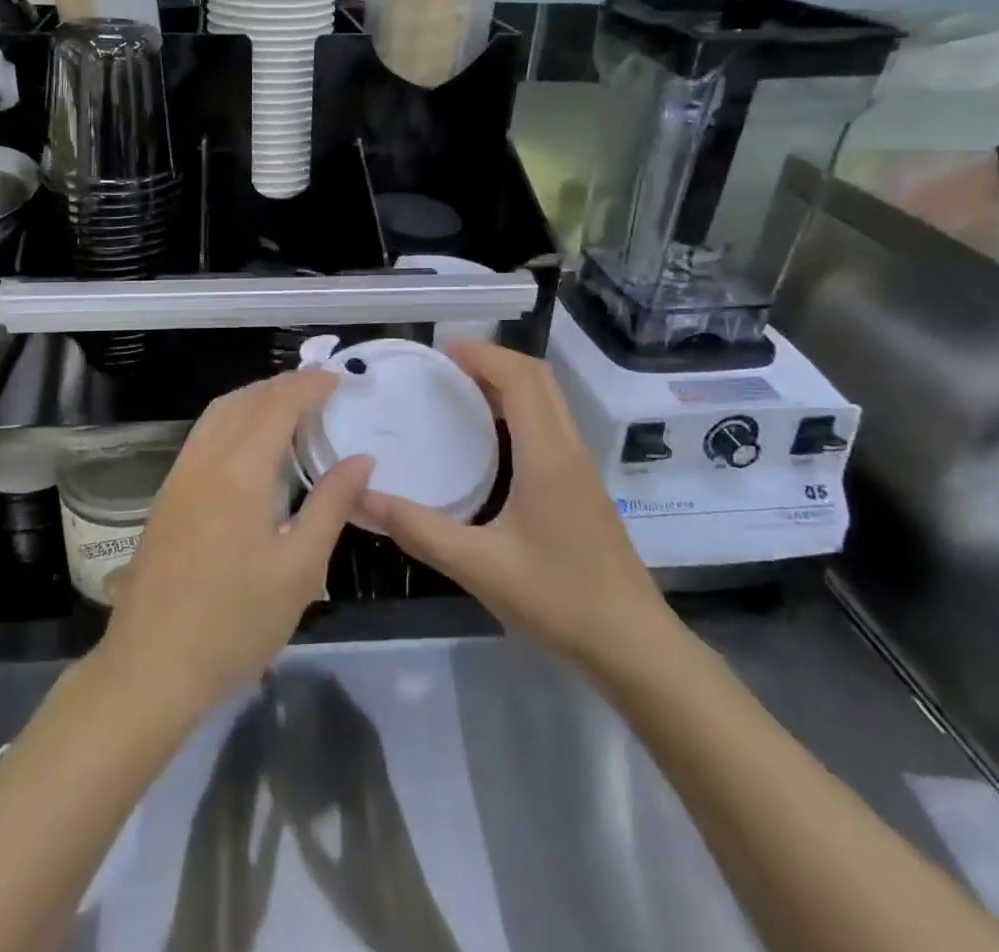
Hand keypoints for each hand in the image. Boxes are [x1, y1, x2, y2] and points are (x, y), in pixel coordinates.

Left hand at [97, 370, 372, 719]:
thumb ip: (332, 505)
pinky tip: (251, 444)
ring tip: (291, 406)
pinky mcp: (167, 495)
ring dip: (256, 397)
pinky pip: (204, 434)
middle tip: (322, 388)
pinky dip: (233, 419)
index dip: (310, 385)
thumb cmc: (235, 622)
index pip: (278, 404)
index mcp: (239, 470)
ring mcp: (180, 476)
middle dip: (284, 384)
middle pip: (245, 399)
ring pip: (219, 413)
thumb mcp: (300, 568)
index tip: (339, 378)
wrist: (151, 667)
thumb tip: (362, 459)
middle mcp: (205, 459)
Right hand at [362, 341, 680, 681]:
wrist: (634, 648)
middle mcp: (569, 450)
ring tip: (461, 390)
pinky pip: (550, 425)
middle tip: (447, 365)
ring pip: (549, 402)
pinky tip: (491, 439)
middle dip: (495, 360)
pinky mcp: (582, 489)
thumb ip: (419, 529)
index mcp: (548, 455)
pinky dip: (519, 409)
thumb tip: (364, 498)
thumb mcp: (479, 567)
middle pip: (539, 379)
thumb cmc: (560, 600)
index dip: (483, 354)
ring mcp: (580, 469)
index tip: (441, 350)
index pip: (521, 379)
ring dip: (509, 383)